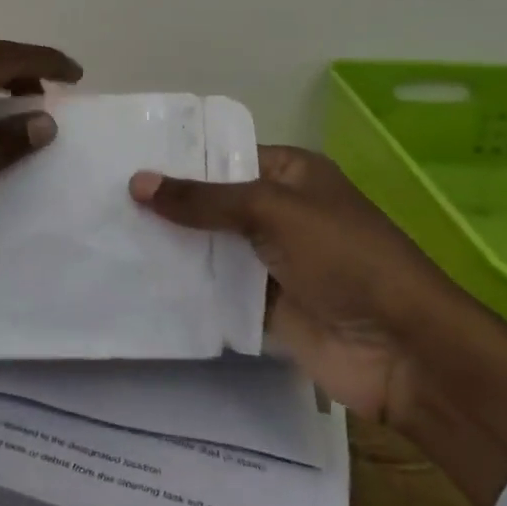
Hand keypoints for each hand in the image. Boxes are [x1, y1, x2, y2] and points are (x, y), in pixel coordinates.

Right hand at [129, 147, 445, 424]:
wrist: (401, 349)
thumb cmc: (343, 258)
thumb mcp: (271, 211)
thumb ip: (203, 200)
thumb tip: (137, 181)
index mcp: (291, 175)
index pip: (225, 156)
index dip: (180, 159)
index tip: (125, 160)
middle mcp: (280, 213)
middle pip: (213, 203)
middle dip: (168, 205)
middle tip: (105, 200)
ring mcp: (272, 262)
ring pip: (211, 249)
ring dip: (172, 248)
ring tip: (109, 237)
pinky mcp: (265, 307)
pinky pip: (217, 291)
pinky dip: (187, 289)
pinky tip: (139, 282)